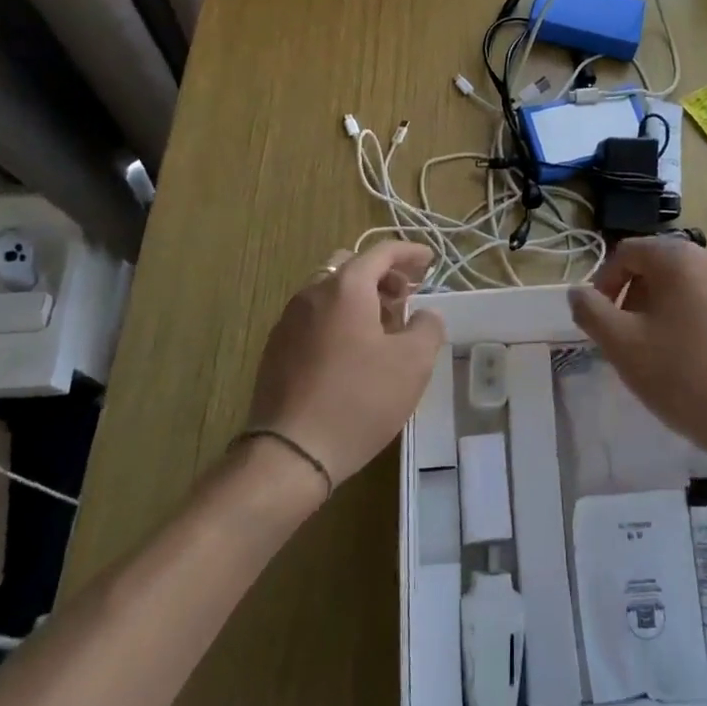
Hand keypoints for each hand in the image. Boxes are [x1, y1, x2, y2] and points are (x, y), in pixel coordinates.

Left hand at [246, 241, 443, 488]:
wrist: (289, 454)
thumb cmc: (358, 400)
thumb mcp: (413, 363)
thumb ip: (428, 327)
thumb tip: (424, 315)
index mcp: (346, 287)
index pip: (381, 252)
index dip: (409, 252)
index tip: (430, 261)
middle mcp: (312, 293)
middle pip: (351, 266)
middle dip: (382, 275)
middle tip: (406, 297)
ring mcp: (289, 320)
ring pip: (330, 291)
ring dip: (360, 298)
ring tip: (383, 328)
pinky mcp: (276, 348)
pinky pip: (314, 317)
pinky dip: (338, 319)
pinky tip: (353, 353)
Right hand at [568, 238, 706, 462]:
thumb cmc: (681, 377)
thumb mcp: (621, 345)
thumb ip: (591, 310)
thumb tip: (578, 292)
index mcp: (678, 258)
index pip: (628, 252)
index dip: (606, 282)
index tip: (602, 319)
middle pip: (660, 265)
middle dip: (637, 294)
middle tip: (630, 335)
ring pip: (690, 282)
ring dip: (668, 305)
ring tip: (663, 347)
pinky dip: (700, 315)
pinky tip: (699, 353)